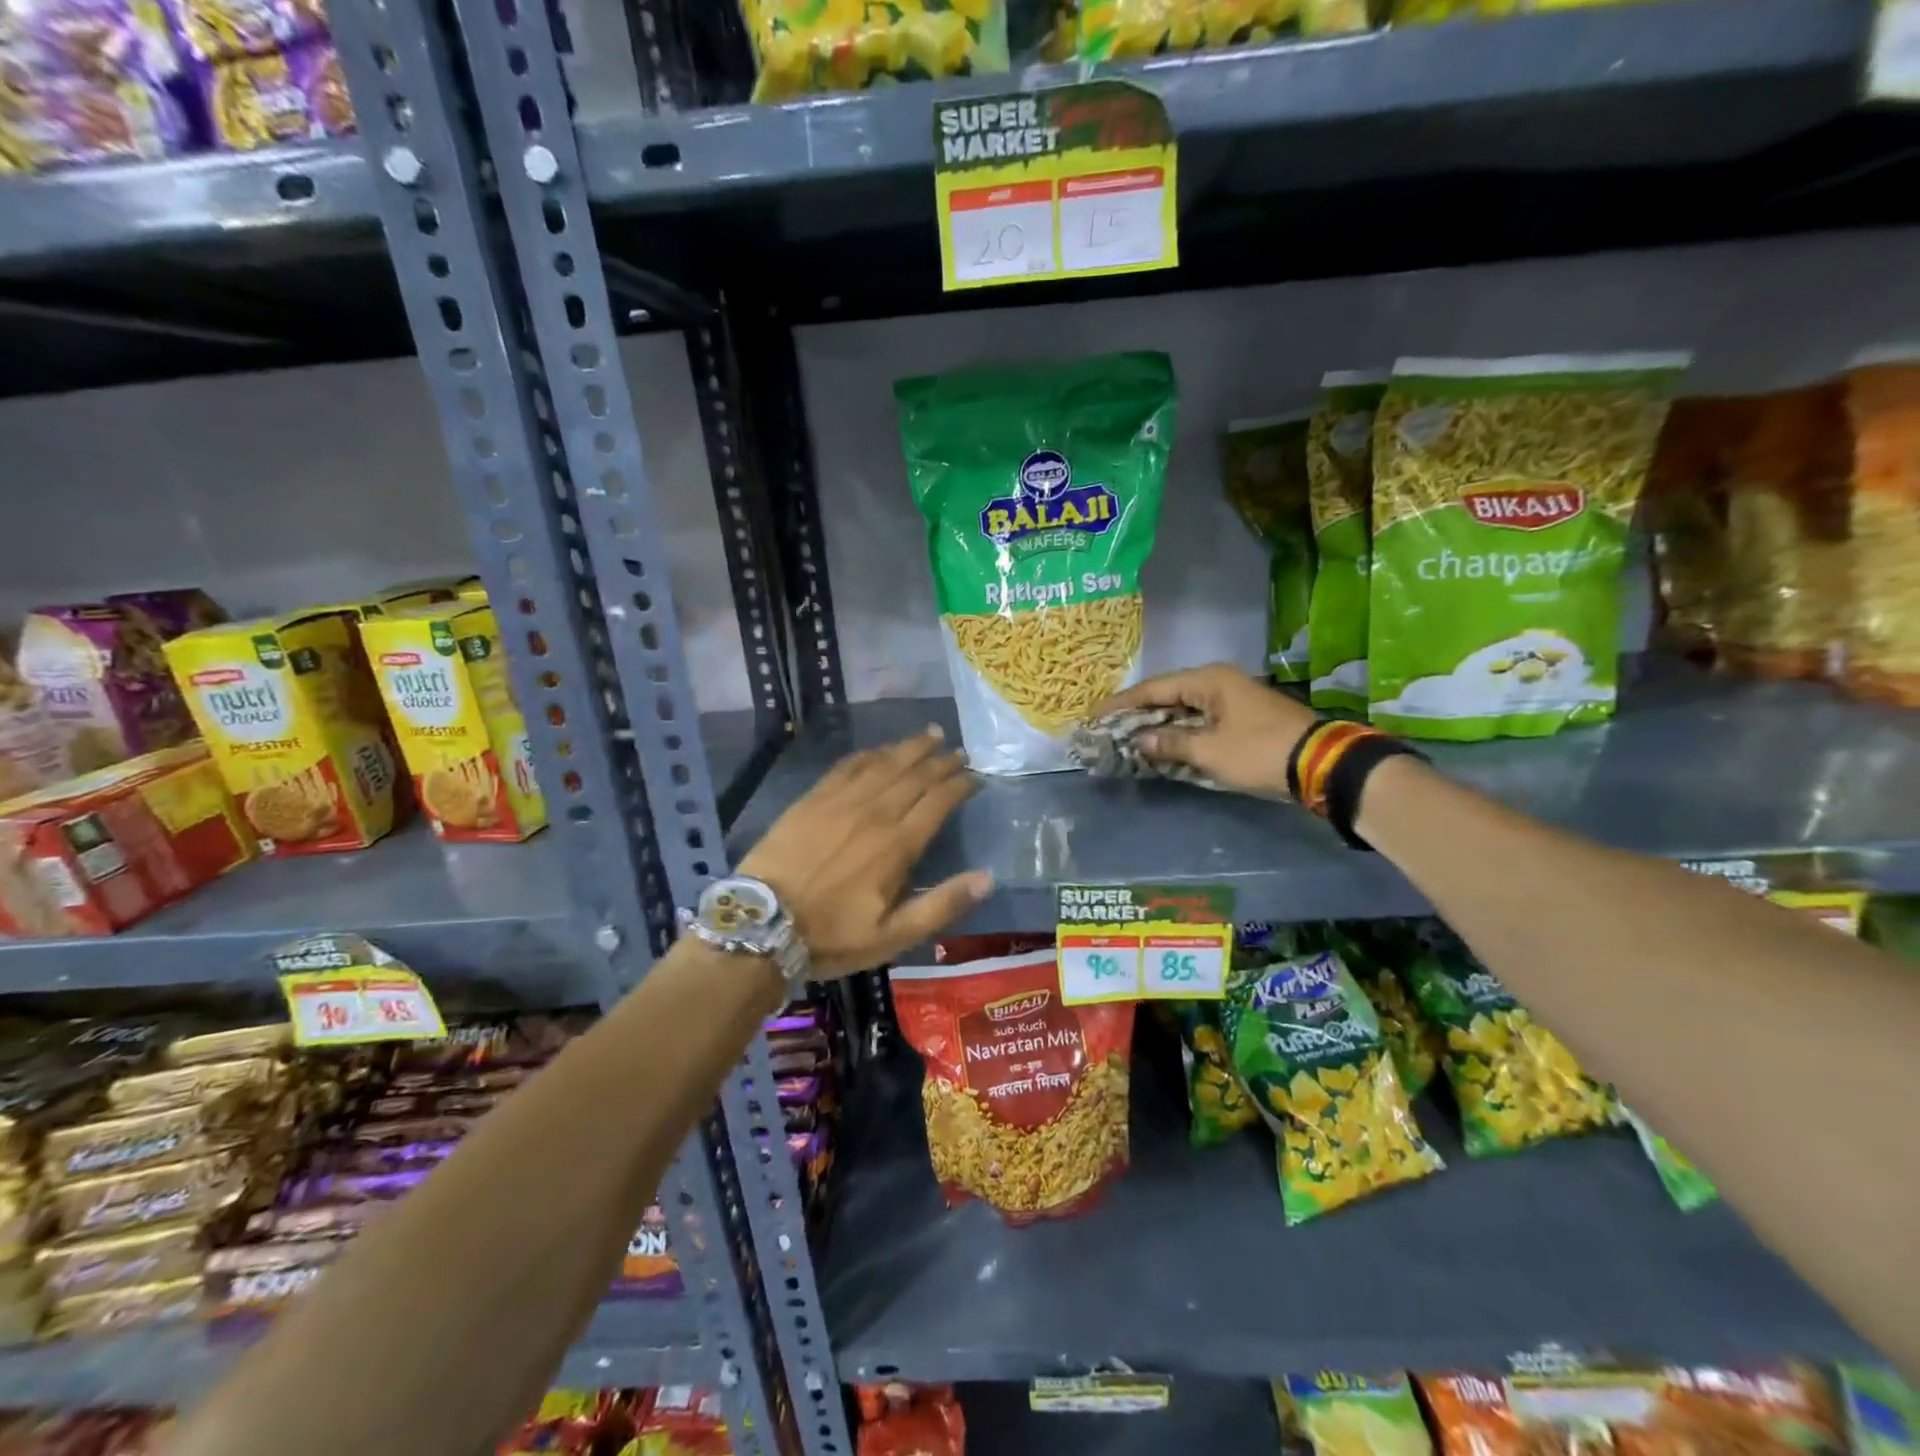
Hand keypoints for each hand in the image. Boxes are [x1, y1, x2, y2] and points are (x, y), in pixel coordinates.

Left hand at [739, 726, 990, 977]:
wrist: (763, 924)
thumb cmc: (832, 935)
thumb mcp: (893, 936)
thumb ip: (941, 904)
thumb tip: (987, 877)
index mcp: (898, 844)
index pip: (938, 802)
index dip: (958, 785)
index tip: (974, 776)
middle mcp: (875, 813)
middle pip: (915, 776)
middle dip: (941, 761)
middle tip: (959, 750)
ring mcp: (841, 801)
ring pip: (884, 764)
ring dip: (910, 748)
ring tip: (930, 735)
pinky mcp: (813, 799)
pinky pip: (848, 766)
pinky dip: (869, 754)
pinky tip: (879, 749)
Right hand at [1092, 664, 1317, 797]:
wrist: (1322, 764)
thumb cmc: (1260, 752)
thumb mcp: (1209, 751)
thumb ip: (1170, 743)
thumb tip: (1140, 741)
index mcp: (1207, 680)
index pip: (1152, 688)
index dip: (1121, 704)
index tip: (1094, 716)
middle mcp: (1217, 681)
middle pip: (1166, 695)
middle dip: (1137, 714)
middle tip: (1108, 729)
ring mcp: (1232, 698)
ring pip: (1183, 708)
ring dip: (1158, 724)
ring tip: (1128, 738)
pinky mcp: (1242, 716)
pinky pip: (1199, 719)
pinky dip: (1179, 731)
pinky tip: (1163, 744)